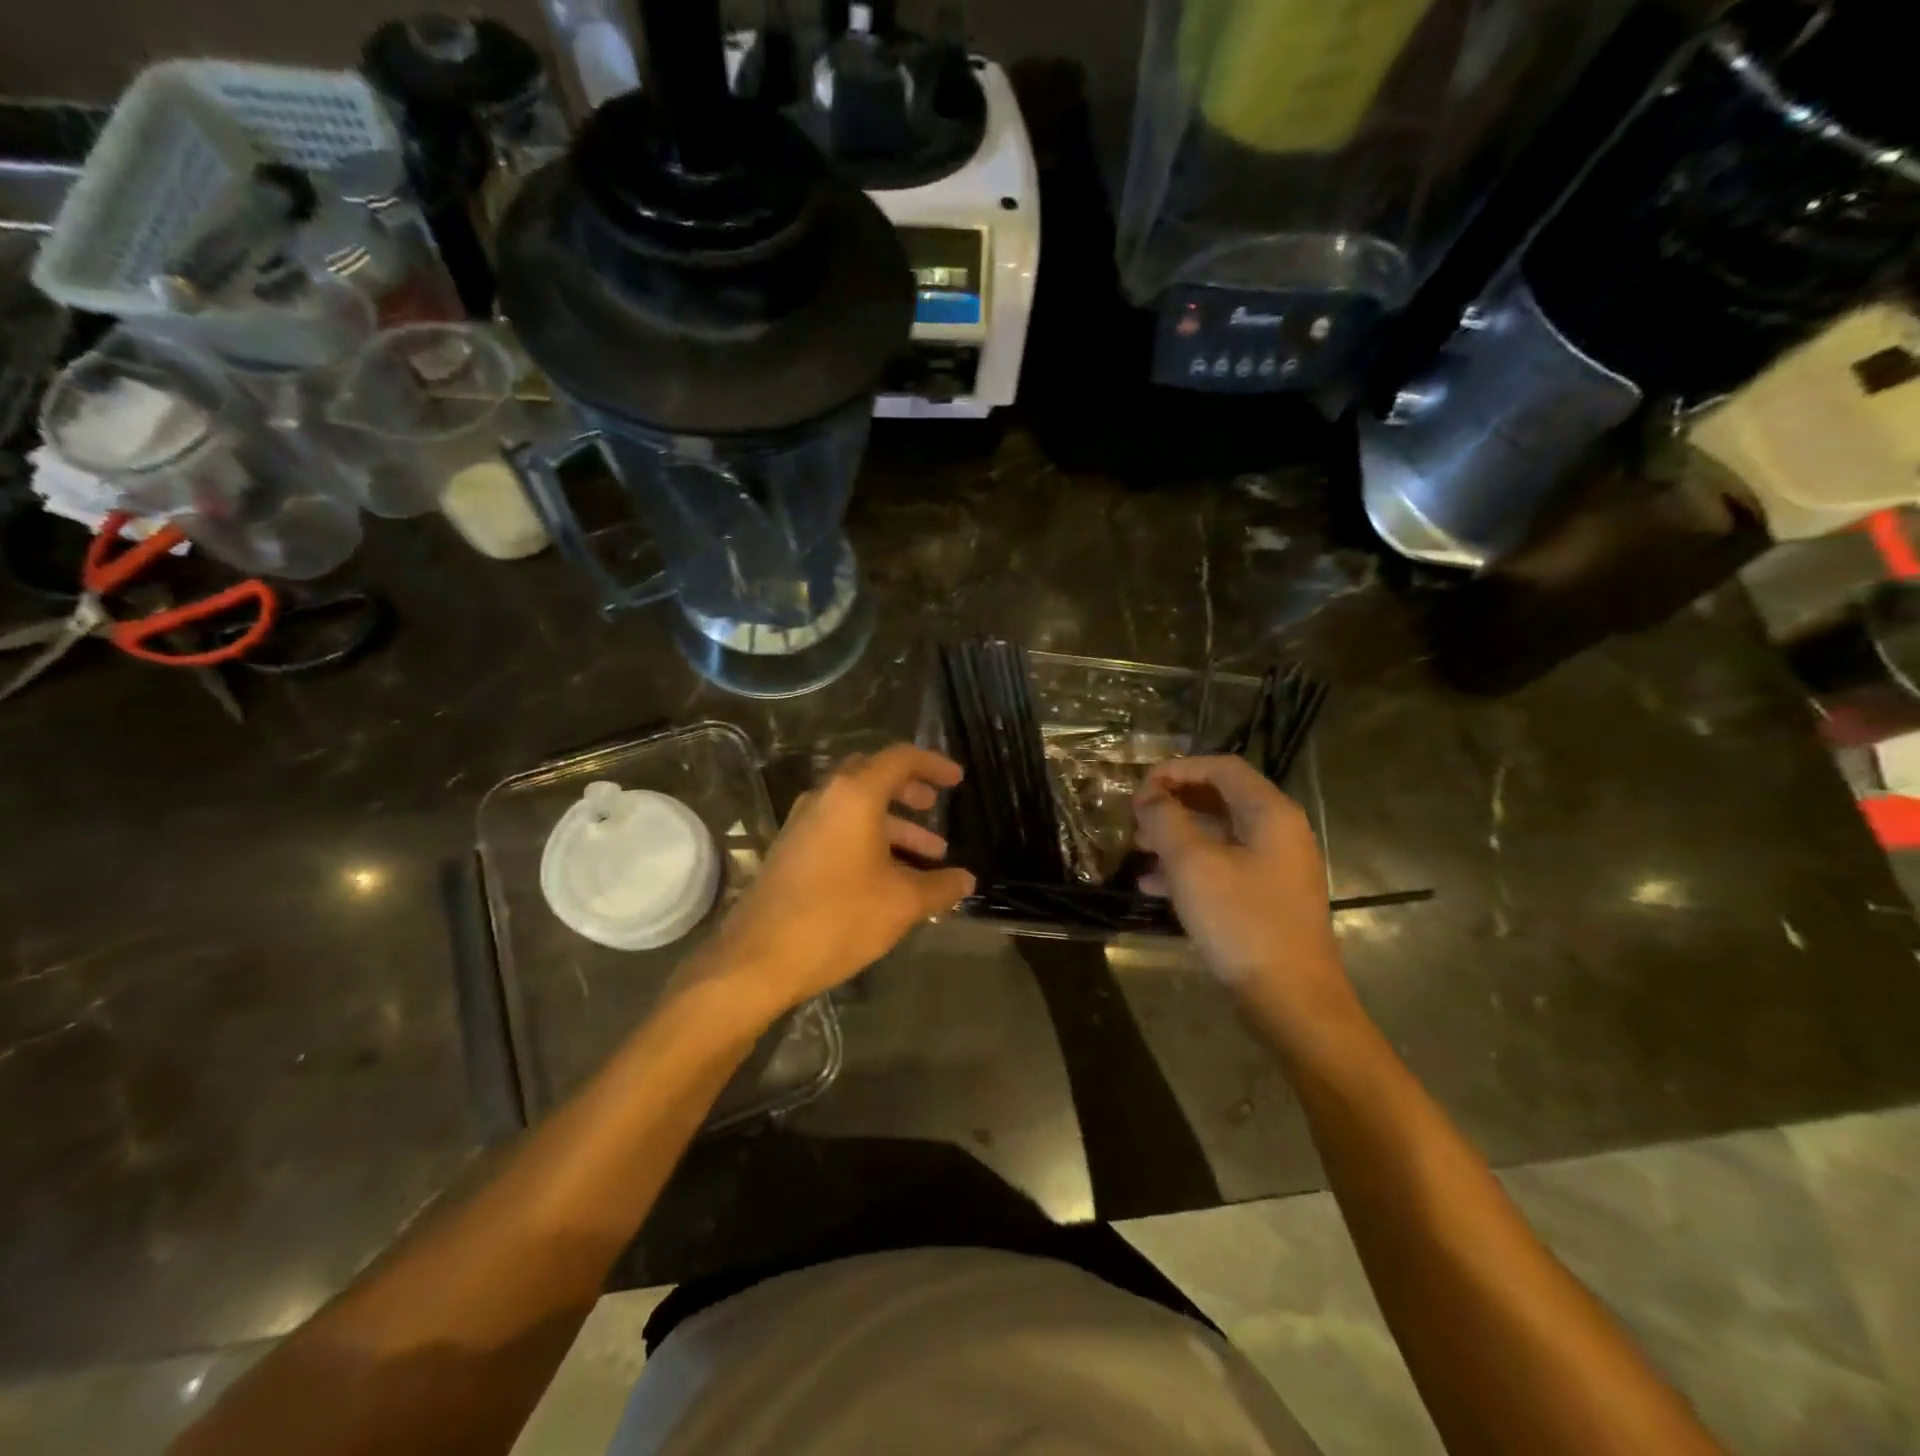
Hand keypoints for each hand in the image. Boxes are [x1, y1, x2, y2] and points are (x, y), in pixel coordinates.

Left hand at [691, 745, 975, 1027]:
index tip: (957, 780)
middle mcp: (825, 797)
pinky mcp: (791, 849)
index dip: (933, 764)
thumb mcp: (902, 903)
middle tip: (935, 808)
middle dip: (909, 790)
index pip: (900, 759)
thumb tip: (966, 881)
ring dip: (893, 824)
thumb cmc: (839, 918)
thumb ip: (940, 887)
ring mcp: (803, 823)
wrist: (758, 958)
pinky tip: (889, 876)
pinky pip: (838, 829)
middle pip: (874, 776)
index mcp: (854, 795)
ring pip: (856, 807)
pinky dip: (868, 839)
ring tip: (929, 856)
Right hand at [1133, 756, 1349, 1019]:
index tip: (1139, 786)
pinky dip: (1188, 868)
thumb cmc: (1242, 921)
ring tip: (1136, 849)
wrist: (1291, 999)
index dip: (1178, 769)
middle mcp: (1278, 832)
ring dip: (1175, 836)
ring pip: (1218, 835)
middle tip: (1135, 817)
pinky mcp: (1265, 899)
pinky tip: (1152, 886)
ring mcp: (1274, 868)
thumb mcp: (1193, 864)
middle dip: (1173, 804)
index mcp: (1270, 813)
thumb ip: (1166, 819)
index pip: (1222, 767)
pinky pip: (1223, 867)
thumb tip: (1148, 795)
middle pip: (1220, 799)